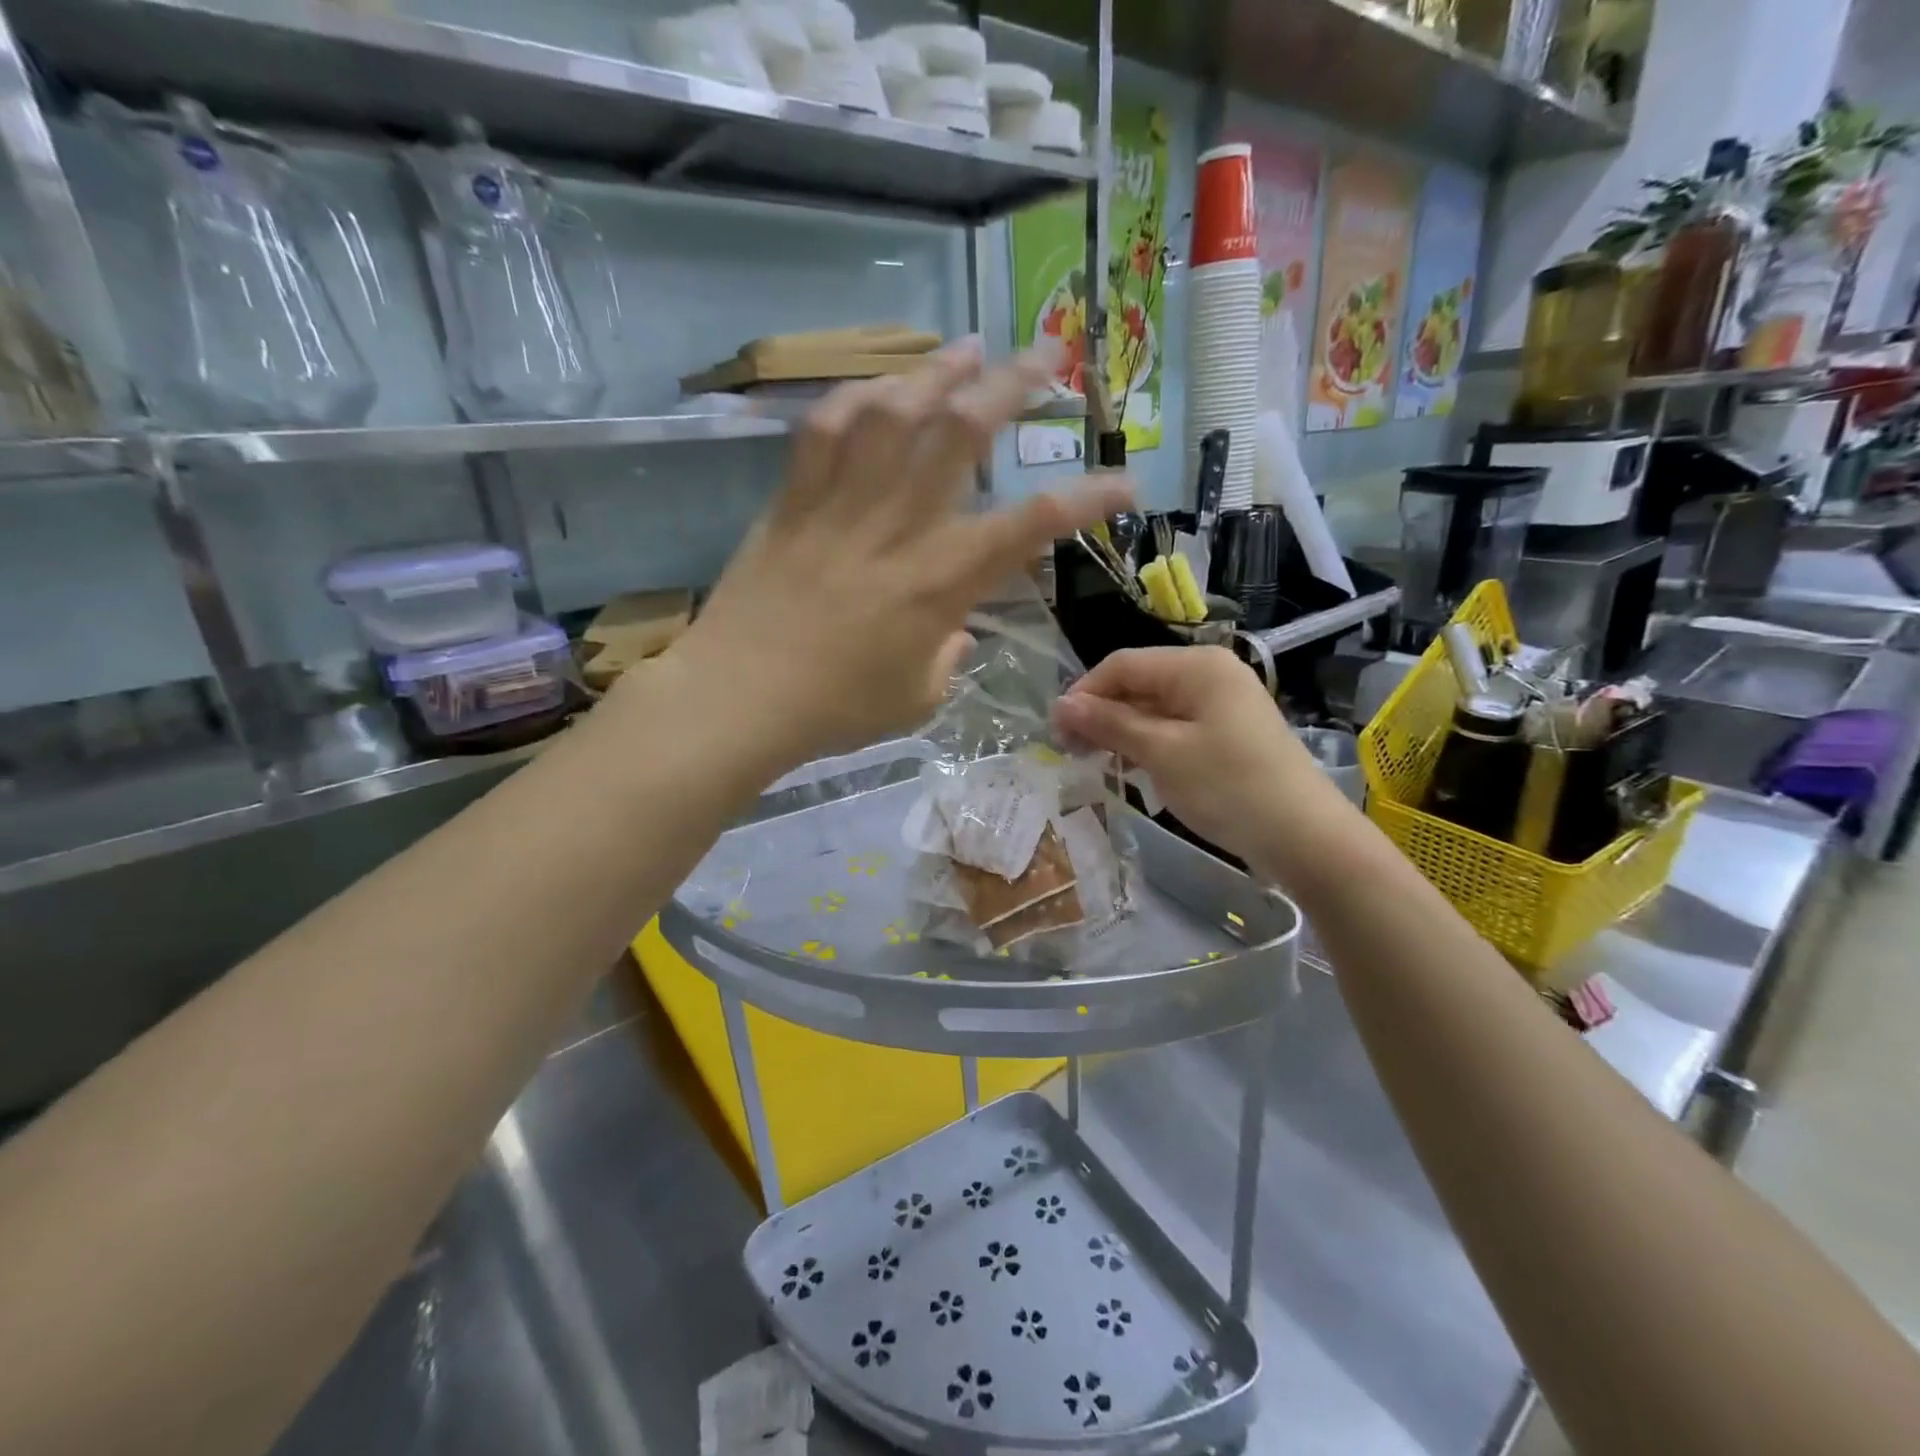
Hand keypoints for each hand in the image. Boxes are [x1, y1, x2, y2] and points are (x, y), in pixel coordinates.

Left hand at [646, 341, 1131, 769]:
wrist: (738, 698)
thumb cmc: (835, 710)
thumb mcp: (916, 697)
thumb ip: (947, 656)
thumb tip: (953, 629)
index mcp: (940, 581)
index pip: (1032, 527)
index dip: (1087, 500)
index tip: (1125, 483)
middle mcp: (899, 527)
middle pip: (962, 433)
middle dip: (1014, 386)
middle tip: (1048, 355)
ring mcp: (842, 505)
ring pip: (894, 412)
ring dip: (937, 371)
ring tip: (968, 348)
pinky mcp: (793, 501)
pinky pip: (826, 429)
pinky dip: (857, 398)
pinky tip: (880, 385)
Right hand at [1052, 646, 1361, 880]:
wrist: (1304, 837)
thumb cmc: (1228, 787)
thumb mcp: (1161, 753)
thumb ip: (1109, 723)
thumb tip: (1061, 704)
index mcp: (1196, 665)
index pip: (1122, 665)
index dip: (1084, 694)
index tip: (1056, 733)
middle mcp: (1210, 673)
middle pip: (1139, 683)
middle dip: (1101, 714)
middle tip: (1072, 752)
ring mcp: (1223, 703)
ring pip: (1155, 707)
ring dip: (1122, 731)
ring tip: (1097, 763)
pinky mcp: (1229, 732)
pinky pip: (1176, 726)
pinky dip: (1149, 743)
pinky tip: (1133, 767)